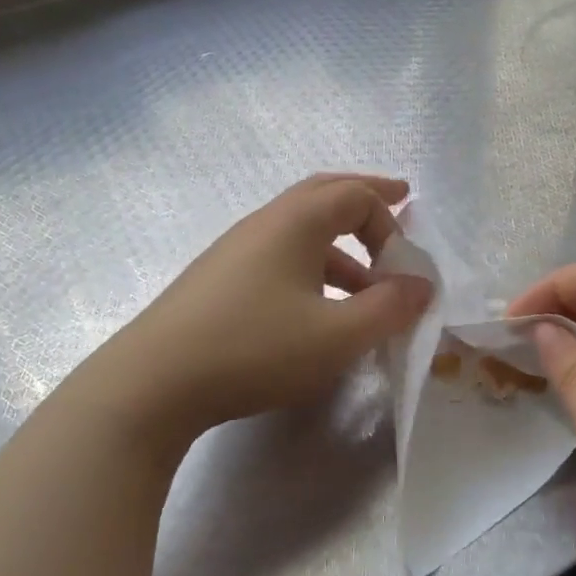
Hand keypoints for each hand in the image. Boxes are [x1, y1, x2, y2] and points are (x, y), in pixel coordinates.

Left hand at [101, 174, 432, 445]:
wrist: (153, 383)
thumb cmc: (256, 348)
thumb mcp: (337, 335)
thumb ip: (388, 308)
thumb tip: (422, 285)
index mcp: (295, 222)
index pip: (356, 196)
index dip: (391, 221)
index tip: (405, 266)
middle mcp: (265, 223)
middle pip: (323, 193)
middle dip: (366, 198)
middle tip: (400, 199)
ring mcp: (236, 250)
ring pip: (300, 229)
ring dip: (340, 246)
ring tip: (365, 286)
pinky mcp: (218, 280)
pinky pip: (279, 256)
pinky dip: (312, 268)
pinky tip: (316, 310)